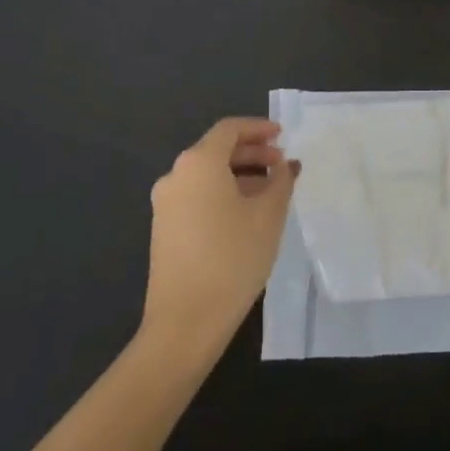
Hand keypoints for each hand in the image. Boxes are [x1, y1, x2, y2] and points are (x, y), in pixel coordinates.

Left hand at [142, 117, 297, 351]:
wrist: (185, 322)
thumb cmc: (232, 258)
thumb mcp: (268, 215)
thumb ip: (281, 181)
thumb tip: (286, 165)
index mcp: (198, 163)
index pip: (230, 129)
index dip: (259, 128)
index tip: (283, 136)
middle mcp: (176, 175)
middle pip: (216, 150)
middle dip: (252, 153)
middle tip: (282, 165)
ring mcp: (165, 203)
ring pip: (207, 175)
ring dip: (239, 175)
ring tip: (270, 192)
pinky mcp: (163, 228)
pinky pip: (197, 195)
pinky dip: (223, 193)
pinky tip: (246, 214)